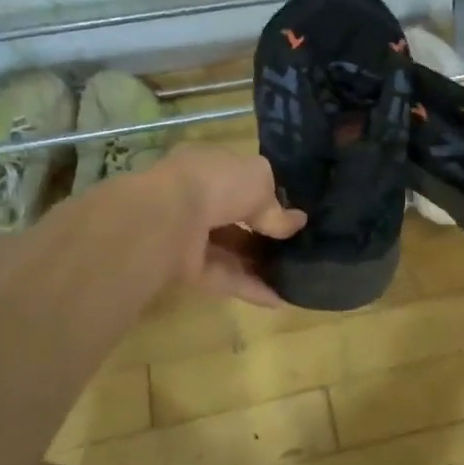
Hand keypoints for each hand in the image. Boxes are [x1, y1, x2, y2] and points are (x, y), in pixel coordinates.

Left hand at [158, 147, 305, 307]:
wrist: (167, 219)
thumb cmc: (216, 183)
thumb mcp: (259, 179)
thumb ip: (276, 204)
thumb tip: (295, 223)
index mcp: (206, 166)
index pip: (237, 178)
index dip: (263, 193)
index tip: (289, 211)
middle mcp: (194, 198)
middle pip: (233, 217)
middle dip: (262, 231)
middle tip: (294, 244)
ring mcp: (187, 235)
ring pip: (229, 250)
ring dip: (259, 262)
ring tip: (293, 273)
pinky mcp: (186, 269)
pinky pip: (224, 278)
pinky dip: (250, 288)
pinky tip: (279, 298)